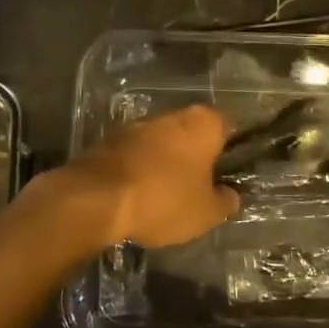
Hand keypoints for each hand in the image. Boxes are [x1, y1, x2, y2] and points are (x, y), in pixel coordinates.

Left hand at [42, 104, 240, 249]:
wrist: (96, 198)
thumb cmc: (164, 199)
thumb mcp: (206, 212)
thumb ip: (225, 201)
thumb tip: (230, 195)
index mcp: (202, 123)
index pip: (228, 126)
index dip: (232, 149)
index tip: (230, 173)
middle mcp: (172, 114)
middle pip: (192, 133)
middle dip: (196, 157)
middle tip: (200, 188)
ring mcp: (137, 125)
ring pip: (162, 143)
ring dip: (166, 163)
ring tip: (167, 197)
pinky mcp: (110, 140)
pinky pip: (136, 155)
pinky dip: (140, 170)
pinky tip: (138, 197)